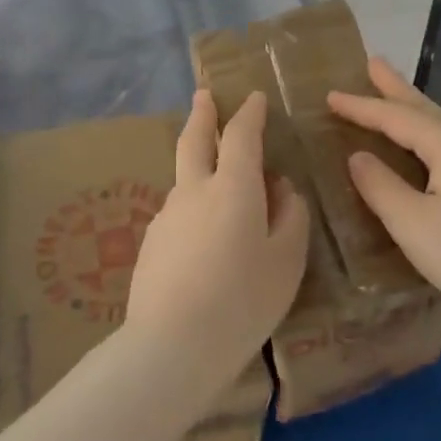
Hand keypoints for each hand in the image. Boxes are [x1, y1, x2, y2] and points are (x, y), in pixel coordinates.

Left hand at [126, 90, 309, 397]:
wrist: (172, 345)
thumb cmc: (243, 300)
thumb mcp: (287, 260)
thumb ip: (290, 216)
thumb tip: (281, 188)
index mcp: (232, 187)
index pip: (241, 136)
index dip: (249, 114)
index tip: (254, 98)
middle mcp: (193, 191)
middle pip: (194, 141)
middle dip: (202, 114)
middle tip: (203, 95)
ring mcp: (166, 216)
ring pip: (185, 181)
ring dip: (199, 169)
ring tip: (219, 189)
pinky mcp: (150, 244)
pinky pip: (178, 215)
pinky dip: (193, 210)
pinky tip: (203, 242)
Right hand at [329, 59, 440, 324]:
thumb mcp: (412, 223)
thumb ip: (380, 186)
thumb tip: (358, 156)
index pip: (397, 117)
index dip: (361, 107)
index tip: (329, 95)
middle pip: (425, 109)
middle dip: (395, 88)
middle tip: (372, 62)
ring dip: (413, 109)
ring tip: (392, 95)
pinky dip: (426, 135)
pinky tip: (425, 148)